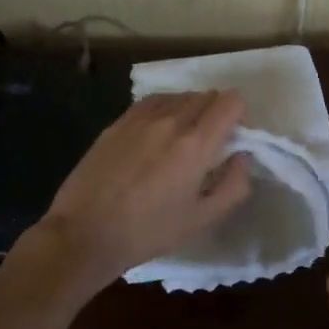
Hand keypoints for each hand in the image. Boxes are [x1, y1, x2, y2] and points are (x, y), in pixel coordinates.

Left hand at [36, 90, 252, 292]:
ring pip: (179, 96)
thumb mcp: (202, 219)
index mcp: (196, 144)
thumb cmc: (148, 232)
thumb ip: (234, 185)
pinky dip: (165, 110)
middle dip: (216, 114)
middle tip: (209, 144)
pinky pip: (153, 102)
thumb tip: (243, 157)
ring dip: (190, 110)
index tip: (233, 138)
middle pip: (207, 95)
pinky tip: (157, 134)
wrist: (84, 234)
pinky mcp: (118, 122)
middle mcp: (171, 121)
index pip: (230, 101)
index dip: (239, 115)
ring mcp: (140, 119)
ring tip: (181, 140)